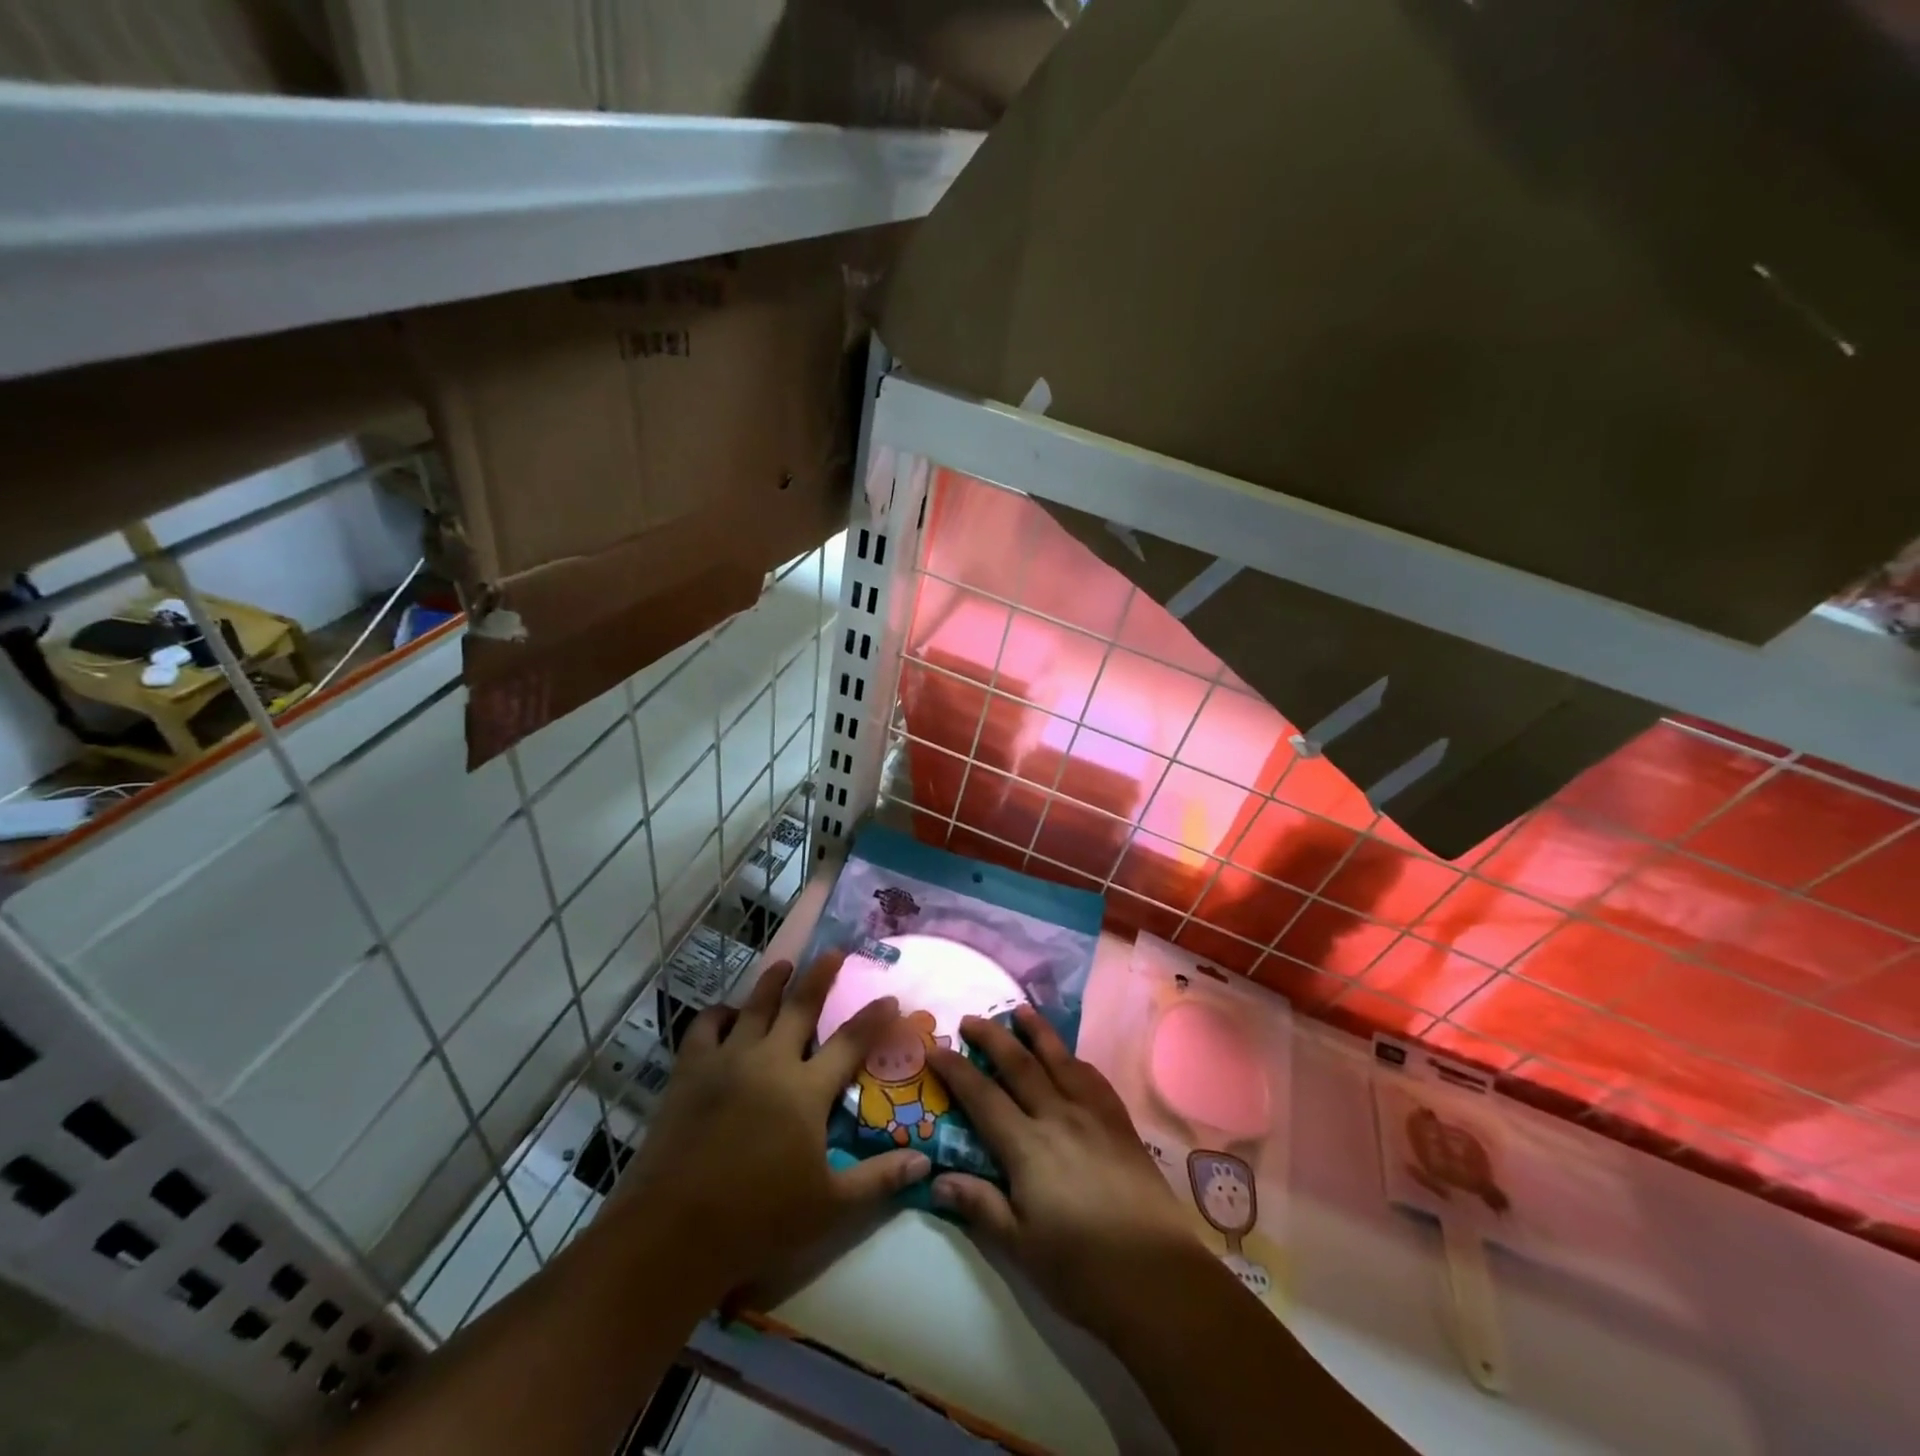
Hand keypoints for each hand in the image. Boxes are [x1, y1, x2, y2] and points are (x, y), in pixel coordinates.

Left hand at [612, 953, 929, 1296]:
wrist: (674, 1233)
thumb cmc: (758, 1220)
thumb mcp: (829, 1207)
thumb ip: (878, 1179)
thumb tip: (924, 1160)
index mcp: (806, 1090)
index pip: (851, 1041)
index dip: (874, 1018)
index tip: (890, 998)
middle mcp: (770, 1061)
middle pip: (801, 1006)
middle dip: (821, 975)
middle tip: (835, 951)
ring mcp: (727, 1061)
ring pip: (755, 1006)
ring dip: (773, 982)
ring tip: (785, 964)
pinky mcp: (690, 1071)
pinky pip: (705, 1026)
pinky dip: (719, 1014)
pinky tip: (727, 1013)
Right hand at [928, 1004, 1197, 1333]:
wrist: (1157, 1276)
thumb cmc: (1081, 1269)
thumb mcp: (1020, 1247)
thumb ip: (981, 1205)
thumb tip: (938, 1178)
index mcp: (1027, 1147)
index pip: (982, 1097)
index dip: (956, 1071)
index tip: (936, 1049)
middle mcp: (1057, 1116)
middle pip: (1019, 1065)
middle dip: (992, 1038)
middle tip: (971, 1018)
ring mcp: (1093, 1114)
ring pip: (1059, 1059)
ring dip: (1036, 1032)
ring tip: (1020, 1011)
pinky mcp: (1120, 1122)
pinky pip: (1092, 1077)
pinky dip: (1074, 1059)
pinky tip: (1070, 1057)